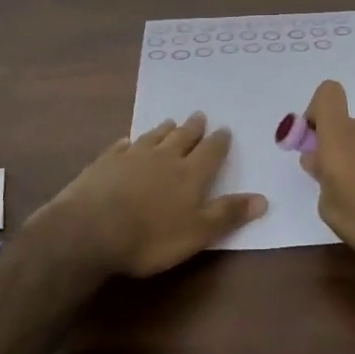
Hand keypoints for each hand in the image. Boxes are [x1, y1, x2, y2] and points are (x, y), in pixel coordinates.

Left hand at [32, 113, 267, 277]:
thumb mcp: (197, 233)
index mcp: (190, 174)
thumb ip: (228, 214)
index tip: (224, 129)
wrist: (90, 229)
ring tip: (170, 122)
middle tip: (199, 116)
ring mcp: (132, 156)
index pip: (210, 151)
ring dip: (164, 129)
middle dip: (193, 128)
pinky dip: (129, 142)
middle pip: (183, 137)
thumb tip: (264, 199)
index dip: (219, 141)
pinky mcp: (105, 162)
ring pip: (154, 136)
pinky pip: (122, 146)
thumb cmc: (150, 237)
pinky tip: (128, 141)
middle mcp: (164, 157)